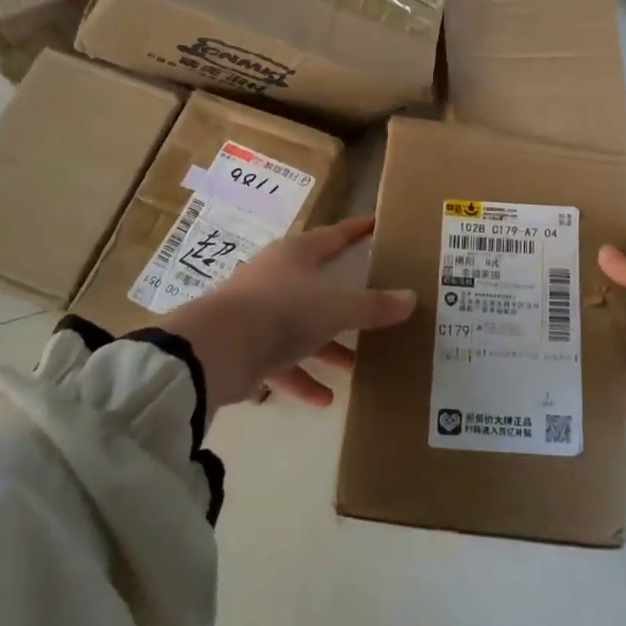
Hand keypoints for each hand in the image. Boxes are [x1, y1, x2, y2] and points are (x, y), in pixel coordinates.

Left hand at [167, 216, 415, 411]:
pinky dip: (301, 378)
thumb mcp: (335, 309)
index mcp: (295, 255)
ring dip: (327, 348)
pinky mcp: (244, 347)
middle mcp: (275, 277)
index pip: (333, 236)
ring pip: (301, 327)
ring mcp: (257, 312)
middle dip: (347, 302)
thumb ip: (372, 306)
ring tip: (356, 367)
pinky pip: (281, 362)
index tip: (376, 225)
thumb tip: (411, 298)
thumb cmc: (281, 312)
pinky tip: (323, 400)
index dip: (356, 231)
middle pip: (318, 286)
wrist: (214, 350)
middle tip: (375, 308)